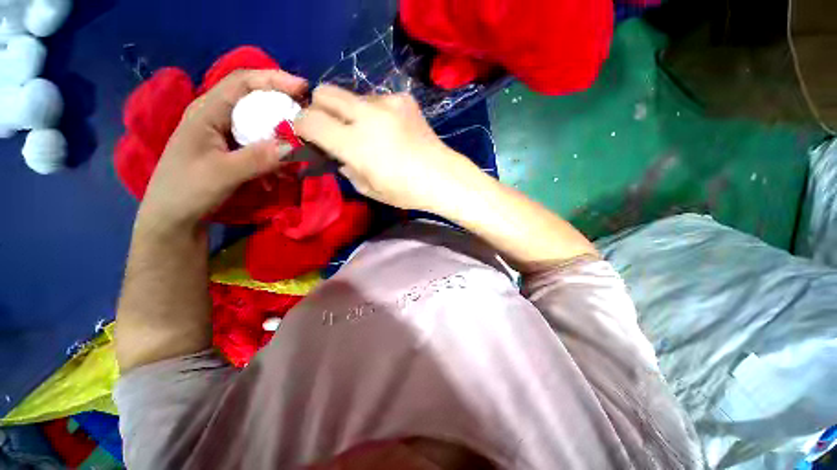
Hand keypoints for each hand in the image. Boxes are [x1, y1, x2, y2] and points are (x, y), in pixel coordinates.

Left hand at [137, 70, 307, 231]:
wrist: (173, 220)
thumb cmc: (187, 191)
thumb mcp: (223, 174)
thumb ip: (259, 158)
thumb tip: (296, 145)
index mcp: (208, 111)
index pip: (243, 81)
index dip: (274, 79)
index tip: (304, 89)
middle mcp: (218, 117)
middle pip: (257, 102)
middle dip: (285, 111)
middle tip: (310, 123)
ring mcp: (227, 136)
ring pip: (262, 127)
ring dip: (283, 139)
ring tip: (300, 156)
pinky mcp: (234, 153)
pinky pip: (262, 147)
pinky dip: (277, 157)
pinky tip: (283, 174)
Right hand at [293, 85, 482, 212]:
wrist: (443, 178)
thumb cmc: (406, 191)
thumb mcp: (367, 188)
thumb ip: (345, 167)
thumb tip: (337, 153)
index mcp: (355, 143)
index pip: (310, 120)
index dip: (301, 126)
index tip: (306, 135)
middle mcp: (368, 115)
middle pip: (324, 91)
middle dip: (318, 108)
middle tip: (330, 128)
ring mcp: (388, 103)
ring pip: (352, 95)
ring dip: (350, 112)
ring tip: (367, 133)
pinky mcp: (404, 99)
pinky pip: (376, 99)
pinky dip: (373, 113)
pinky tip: (389, 130)